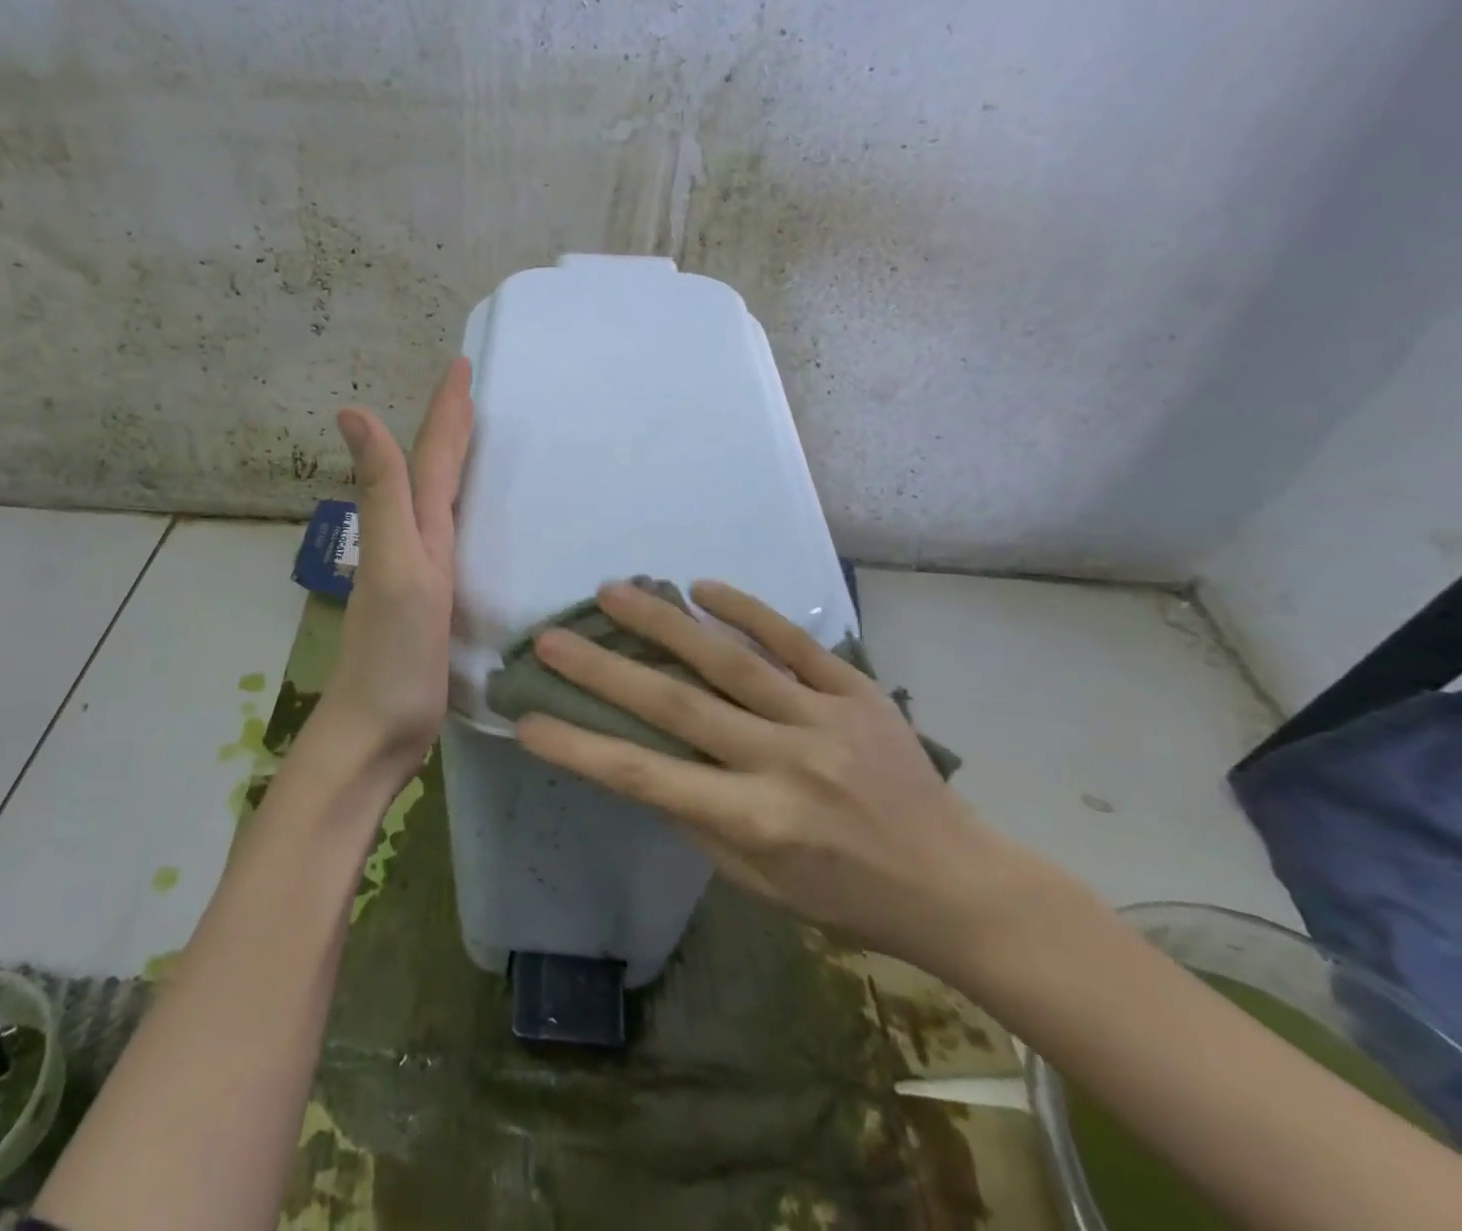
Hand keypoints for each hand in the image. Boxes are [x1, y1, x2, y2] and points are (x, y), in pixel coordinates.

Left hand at [318, 358, 473, 779]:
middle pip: (431, 472)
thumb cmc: (391, 655)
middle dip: (449, 427)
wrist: (377, 732)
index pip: (429, 457)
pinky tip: (470, 518)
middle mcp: (412, 543)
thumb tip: (351, 411)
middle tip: (473, 391)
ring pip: (439, 503)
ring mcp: (421, 575)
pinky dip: (460, 514)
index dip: (445, 411)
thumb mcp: (396, 567)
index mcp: (410, 530)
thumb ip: (383, 494)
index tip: (462, 365)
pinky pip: (451, 540)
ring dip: (453, 465)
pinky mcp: (434, 604)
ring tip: (475, 437)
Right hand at [515, 579, 1049, 975]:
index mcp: (753, 823)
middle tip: (552, 635)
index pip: (646, 779)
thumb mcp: (756, 883)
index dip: (581, 748)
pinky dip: (747, 611)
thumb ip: (696, 819)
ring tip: (614, 592)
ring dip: (664, 624)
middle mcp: (783, 764)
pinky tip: (702, 587)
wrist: (953, 880)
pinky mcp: (856, 690)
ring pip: (729, 662)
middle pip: (677, 706)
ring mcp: (823, 719)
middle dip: (604, 669)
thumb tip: (641, 760)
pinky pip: (794, 642)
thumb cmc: (842, 894)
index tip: (528, 720)